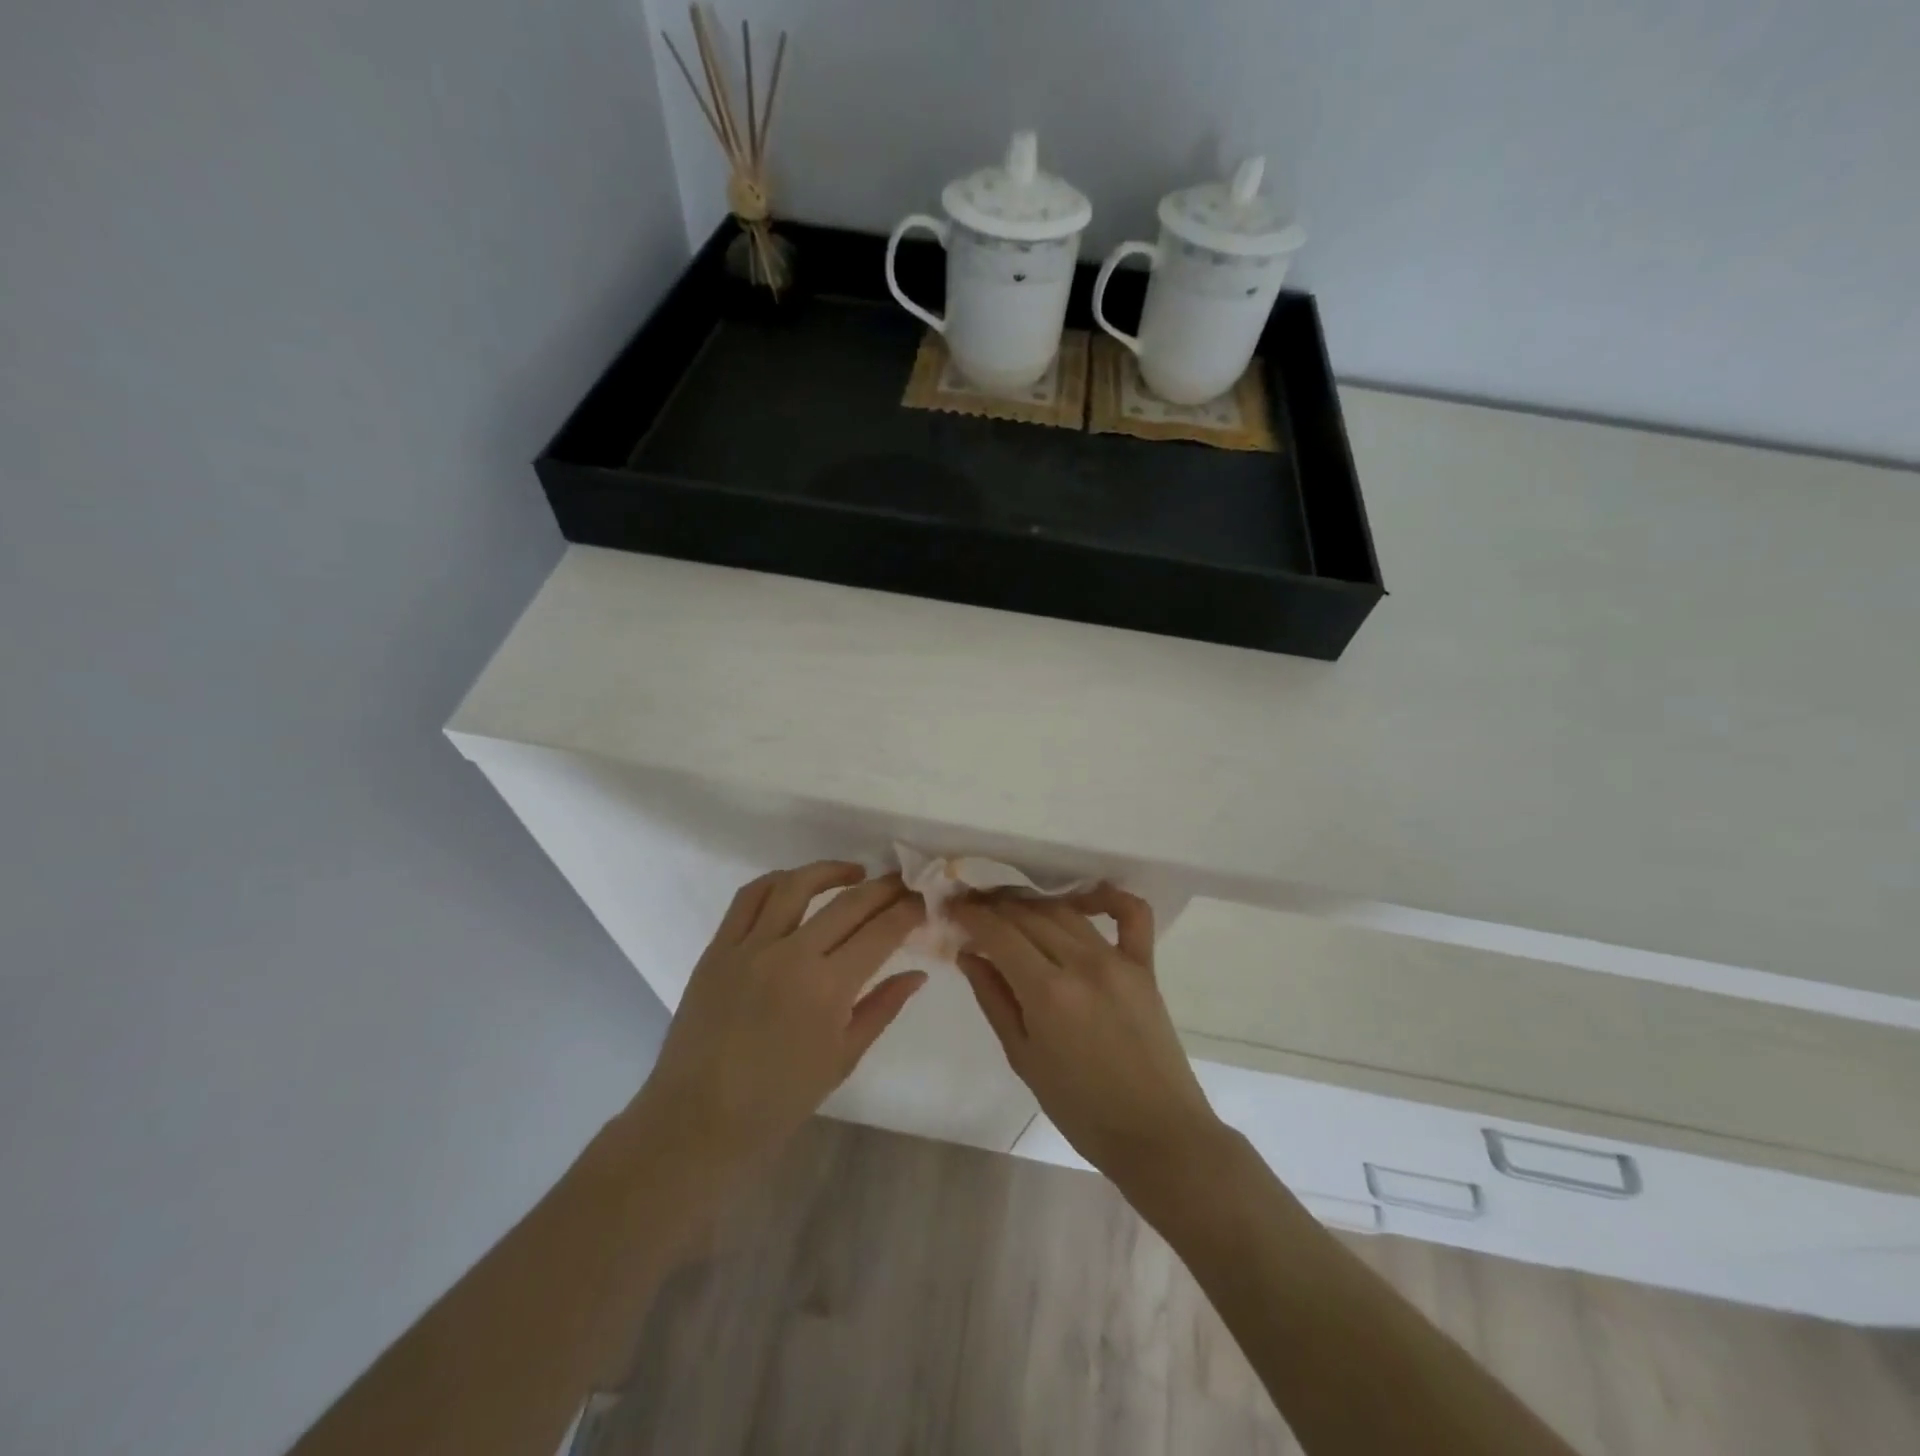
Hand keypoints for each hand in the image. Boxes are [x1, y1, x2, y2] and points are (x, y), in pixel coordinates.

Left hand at [629, 862, 925, 1178]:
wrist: (698, 1119)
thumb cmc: (779, 1100)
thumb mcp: (842, 1058)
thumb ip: (882, 1008)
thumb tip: (918, 974)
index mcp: (828, 989)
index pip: (881, 932)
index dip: (907, 911)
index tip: (923, 901)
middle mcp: (791, 955)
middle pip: (848, 903)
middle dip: (883, 888)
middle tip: (902, 884)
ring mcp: (750, 947)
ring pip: (796, 885)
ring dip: (832, 871)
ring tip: (855, 873)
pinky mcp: (718, 948)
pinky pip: (748, 898)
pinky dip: (777, 881)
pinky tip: (796, 884)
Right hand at [953, 887, 1225, 1191]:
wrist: (1157, 1134)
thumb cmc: (1081, 1109)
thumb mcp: (1023, 1058)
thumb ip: (994, 999)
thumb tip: (968, 953)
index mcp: (1048, 991)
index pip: (999, 932)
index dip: (971, 915)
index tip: (953, 908)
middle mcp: (1082, 963)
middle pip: (1029, 915)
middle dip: (995, 907)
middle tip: (974, 910)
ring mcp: (1118, 960)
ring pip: (1066, 911)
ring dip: (1032, 904)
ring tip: (1010, 910)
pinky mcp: (1145, 966)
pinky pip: (1130, 914)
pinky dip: (1106, 897)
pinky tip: (1081, 898)